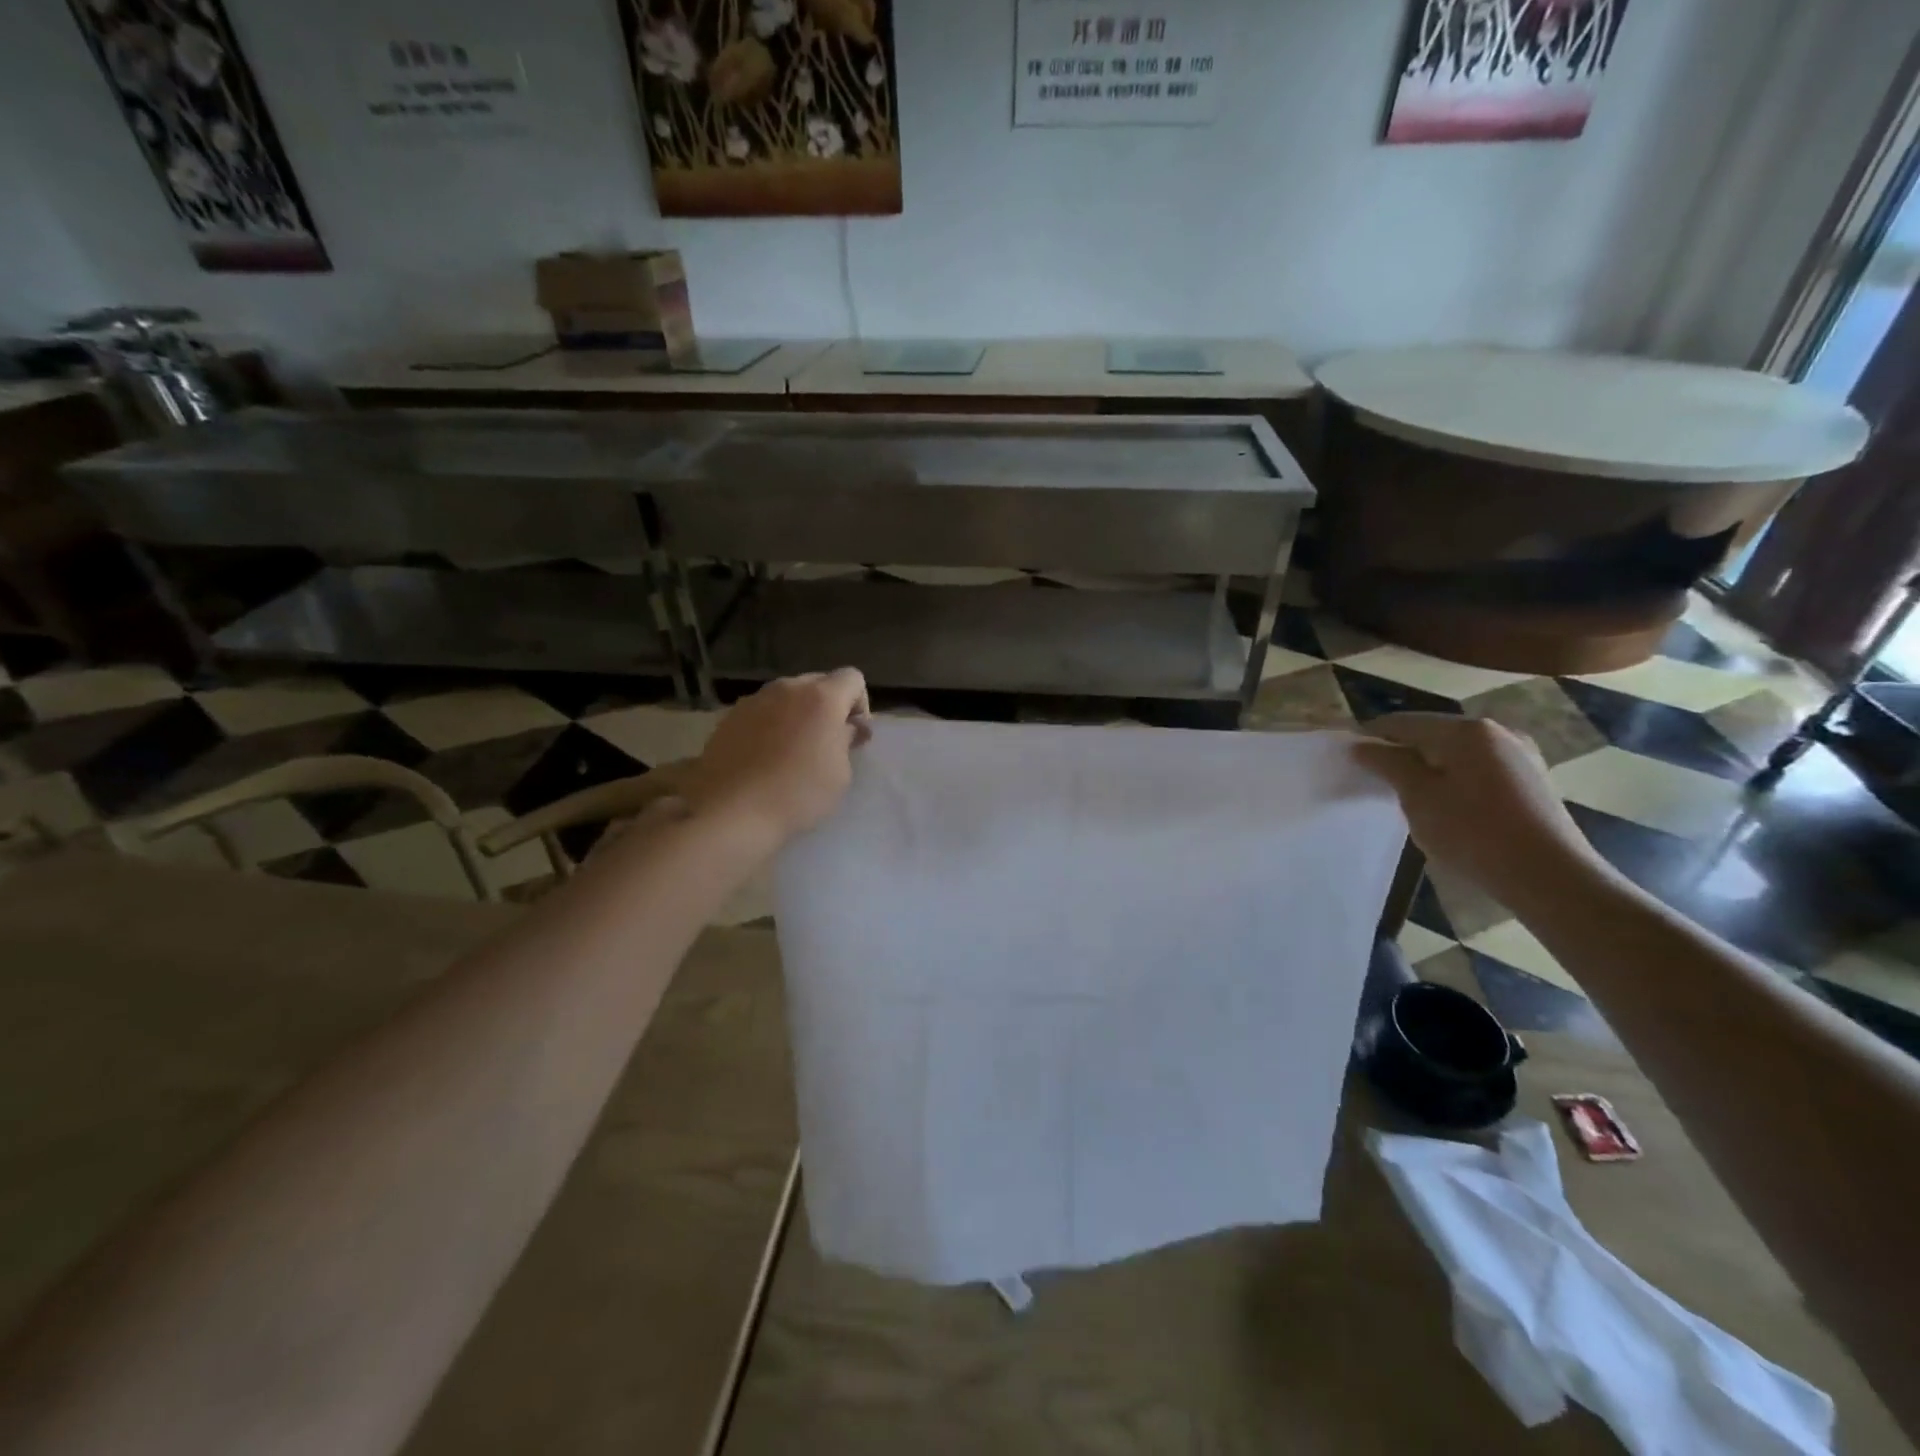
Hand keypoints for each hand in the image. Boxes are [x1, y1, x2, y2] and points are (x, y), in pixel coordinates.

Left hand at [684, 669, 870, 845]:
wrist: (732, 811)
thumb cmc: (798, 794)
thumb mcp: (840, 773)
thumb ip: (847, 740)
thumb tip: (847, 727)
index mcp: (822, 697)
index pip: (852, 678)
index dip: (859, 704)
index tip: (853, 735)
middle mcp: (788, 688)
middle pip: (818, 683)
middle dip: (827, 707)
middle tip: (825, 743)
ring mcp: (754, 700)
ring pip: (786, 696)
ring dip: (797, 714)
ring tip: (791, 751)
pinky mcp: (729, 717)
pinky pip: (761, 712)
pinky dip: (770, 725)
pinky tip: (764, 757)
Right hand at [1352, 713, 1617, 912]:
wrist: (1550, 877)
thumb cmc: (1473, 832)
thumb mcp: (1418, 797)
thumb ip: (1388, 764)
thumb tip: (1362, 746)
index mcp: (1466, 730)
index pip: (1404, 722)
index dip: (1372, 736)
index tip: (1351, 758)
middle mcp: (1497, 732)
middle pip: (1434, 734)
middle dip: (1403, 752)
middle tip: (1378, 780)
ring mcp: (1521, 756)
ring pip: (1459, 753)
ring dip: (1431, 768)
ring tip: (1411, 796)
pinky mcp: (1534, 781)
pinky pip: (1481, 770)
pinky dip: (1457, 780)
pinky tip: (1449, 807)